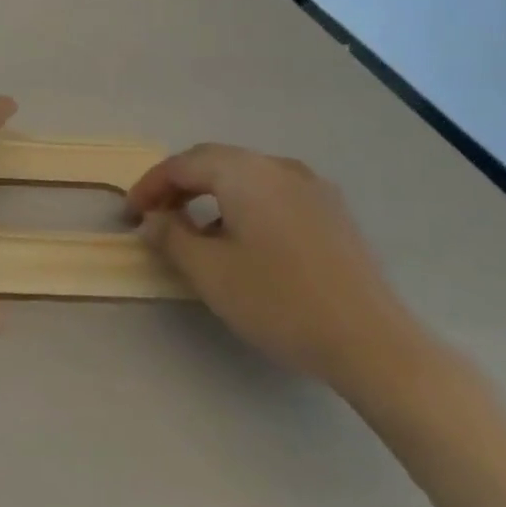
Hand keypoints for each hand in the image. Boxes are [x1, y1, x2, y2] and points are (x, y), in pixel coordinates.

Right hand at [129, 144, 432, 392]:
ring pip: (245, 176)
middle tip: (155, 216)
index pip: (183, 164)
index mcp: (245, 173)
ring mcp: (312, 188)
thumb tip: (153, 218)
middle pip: (215, 162)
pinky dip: (243, 204)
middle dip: (179, 185)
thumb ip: (171, 237)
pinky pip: (273, 193)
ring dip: (211, 194)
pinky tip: (241, 240)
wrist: (374, 344)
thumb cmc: (280, 302)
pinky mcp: (333, 213)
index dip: (150, 186)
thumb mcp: (210, 272)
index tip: (131, 214)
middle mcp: (278, 167)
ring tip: (193, 230)